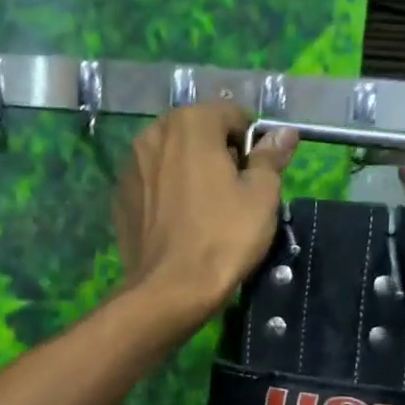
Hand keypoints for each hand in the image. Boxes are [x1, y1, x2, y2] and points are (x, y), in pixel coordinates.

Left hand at [113, 102, 298, 319]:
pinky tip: (180, 224)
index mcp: (190, 123)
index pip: (231, 115)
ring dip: (190, 172)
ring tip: (206, 210)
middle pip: (197, 133)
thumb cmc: (223, 237)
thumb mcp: (261, 196)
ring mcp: (130, 167)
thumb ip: (270, 157)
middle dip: (217, 154)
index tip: (258, 174)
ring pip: (171, 158)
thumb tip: (284, 133)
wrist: (170, 289)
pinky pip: (153, 185)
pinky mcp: (120, 198)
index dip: (250, 142)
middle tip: (234, 194)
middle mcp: (153, 134)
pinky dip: (168, 194)